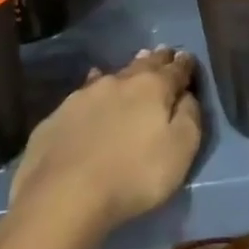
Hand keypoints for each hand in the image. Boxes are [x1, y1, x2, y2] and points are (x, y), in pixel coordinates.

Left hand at [10, 47, 202, 241]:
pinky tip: (91, 89)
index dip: (185, 64)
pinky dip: (94, 88)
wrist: (62, 196)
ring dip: (128, 71)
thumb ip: (190, 117)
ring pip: (114, 74)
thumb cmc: (133, 175)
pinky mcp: (58, 115)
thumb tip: (187, 95)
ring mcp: (85, 95)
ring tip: (135, 63)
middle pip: (145, 64)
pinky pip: (84, 92)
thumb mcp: (180, 151)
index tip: (188, 58)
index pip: (176, 69)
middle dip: (158, 58)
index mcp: (153, 88)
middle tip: (165, 52)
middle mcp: (120, 81)